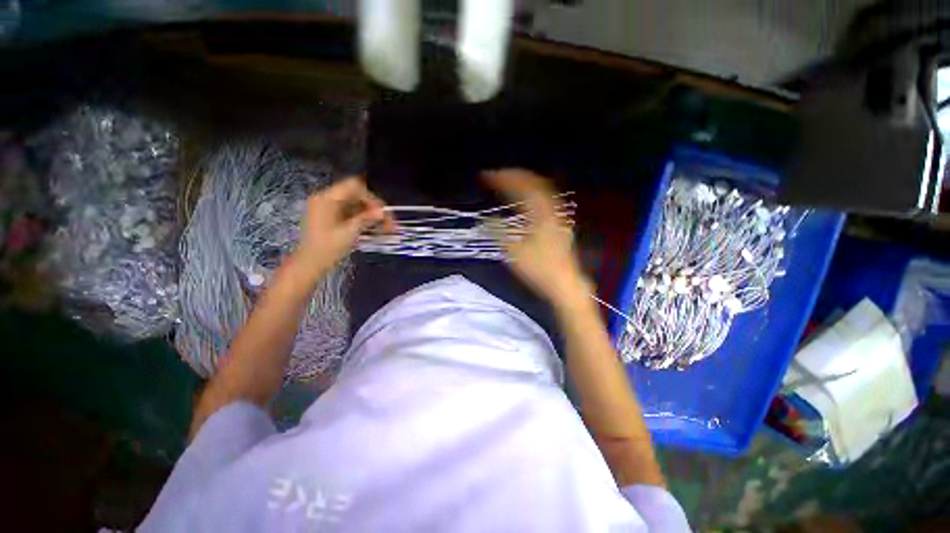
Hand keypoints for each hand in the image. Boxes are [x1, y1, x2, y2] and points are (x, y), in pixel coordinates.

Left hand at [292, 176, 393, 275]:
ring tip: (385, 228)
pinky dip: (363, 218)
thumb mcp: (349, 233)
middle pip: (357, 195)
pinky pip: (351, 211)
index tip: (382, 213)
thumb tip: (383, 211)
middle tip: (389, 223)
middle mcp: (326, 198)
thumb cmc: (327, 249)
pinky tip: (373, 229)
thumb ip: (366, 219)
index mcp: (327, 199)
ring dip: (371, 214)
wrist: (310, 264)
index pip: (354, 186)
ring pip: (356, 204)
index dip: (371, 198)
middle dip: (374, 207)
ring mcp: (328, 207)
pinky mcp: (330, 216)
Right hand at [484, 169, 591, 305]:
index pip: (522, 187)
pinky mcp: (559, 222)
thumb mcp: (514, 252)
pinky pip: (545, 198)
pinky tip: (525, 197)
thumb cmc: (539, 269)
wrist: (564, 283)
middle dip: (514, 176)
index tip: (486, 176)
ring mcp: (558, 215)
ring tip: (508, 180)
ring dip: (524, 181)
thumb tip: (487, 218)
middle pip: (534, 182)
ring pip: (542, 189)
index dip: (503, 178)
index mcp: (541, 214)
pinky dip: (532, 192)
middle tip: (496, 175)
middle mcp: (552, 210)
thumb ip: (500, 232)